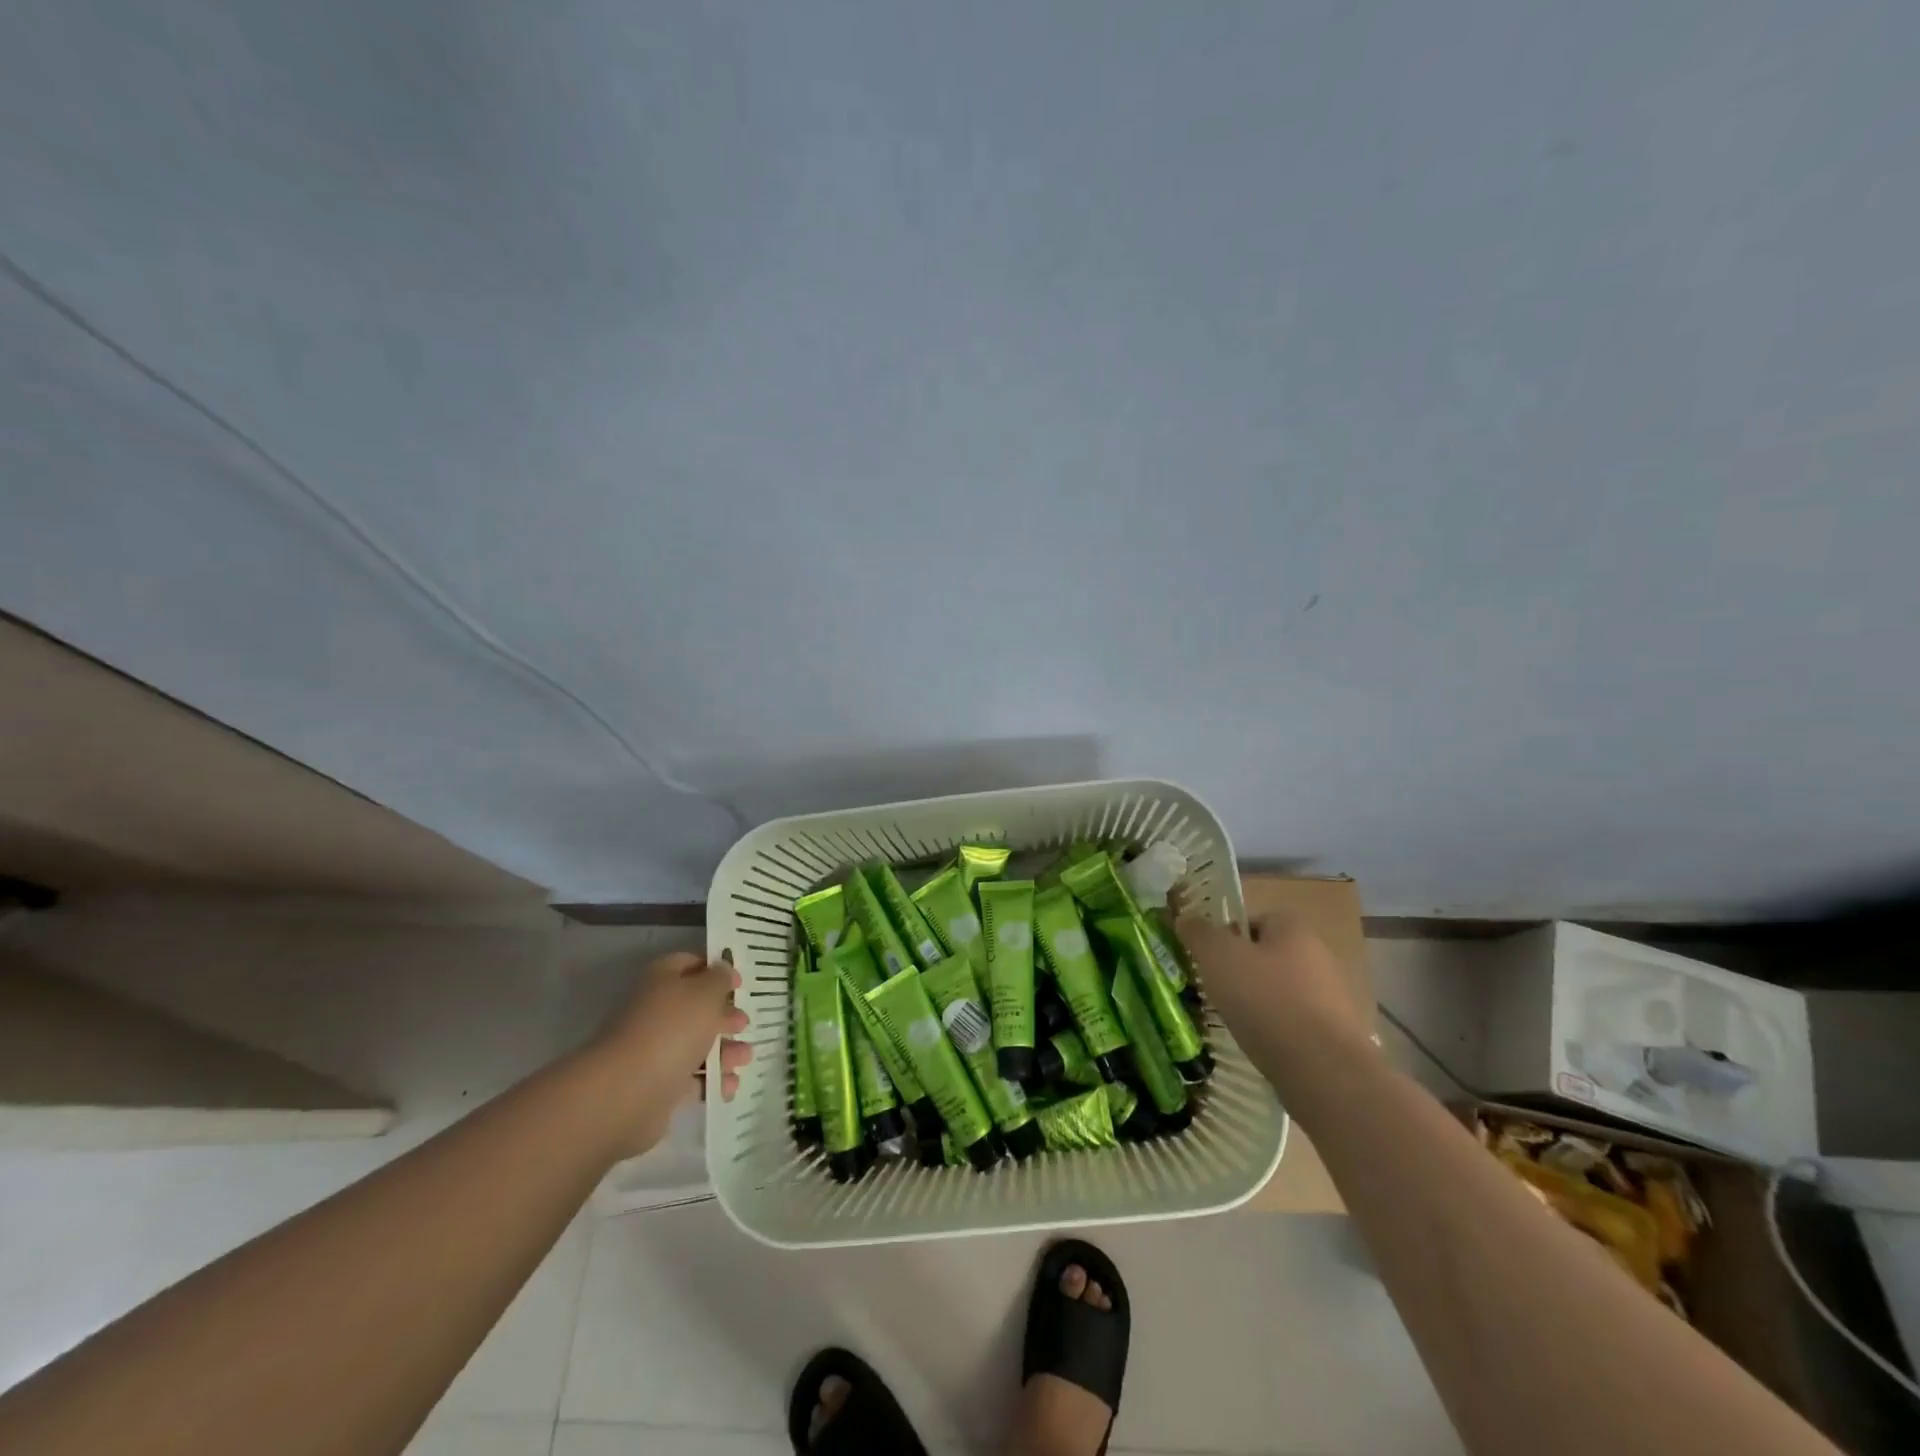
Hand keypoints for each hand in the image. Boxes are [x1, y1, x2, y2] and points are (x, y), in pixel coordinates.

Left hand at [583, 951, 752, 1158]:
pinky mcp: (658, 1086)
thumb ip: (719, 978)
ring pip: (695, 1045)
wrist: (627, 1092)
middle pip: (694, 1008)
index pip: (687, 964)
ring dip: (724, 1050)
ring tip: (745, 1057)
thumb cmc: (672, 1029)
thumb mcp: (706, 992)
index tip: (739, 982)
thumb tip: (723, 970)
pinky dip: (712, 1081)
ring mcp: (654, 1051)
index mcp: (662, 981)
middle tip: (744, 1023)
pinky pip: (691, 1079)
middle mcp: (655, 1012)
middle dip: (723, 1015)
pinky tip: (730, 1084)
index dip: (714, 969)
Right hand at [1176, 911, 1373, 1069]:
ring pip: (1280, 991)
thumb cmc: (1266, 1001)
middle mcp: (1318, 956)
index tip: (1208, 961)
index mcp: (1293, 929)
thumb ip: (1199, 933)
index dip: (1226, 937)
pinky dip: (1276, 1031)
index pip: (1252, 920)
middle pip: (1266, 956)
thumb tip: (1186, 917)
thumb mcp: (1218, 957)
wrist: (1324, 1071)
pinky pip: (1294, 1023)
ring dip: (1258, 1003)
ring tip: (1236, 1022)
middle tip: (1216, 991)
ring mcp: (1332, 997)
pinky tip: (1261, 1045)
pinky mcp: (1336, 1035)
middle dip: (1240, 972)